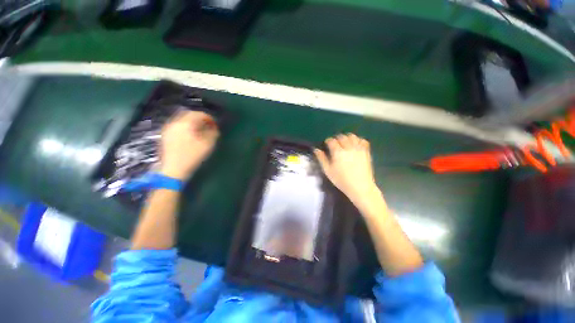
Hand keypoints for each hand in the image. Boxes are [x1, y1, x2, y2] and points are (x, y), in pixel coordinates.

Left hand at [159, 111, 218, 180]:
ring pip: (181, 119)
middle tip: (207, 126)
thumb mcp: (207, 145)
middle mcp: (175, 122)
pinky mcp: (165, 135)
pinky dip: (185, 126)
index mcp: (186, 123)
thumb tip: (214, 128)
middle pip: (188, 114)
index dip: (209, 118)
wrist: (173, 170)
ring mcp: (168, 128)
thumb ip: (213, 134)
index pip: (199, 114)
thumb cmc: (192, 156)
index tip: (215, 124)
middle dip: (199, 118)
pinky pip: (177, 125)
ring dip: (192, 122)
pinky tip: (190, 135)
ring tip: (199, 130)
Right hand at [314, 134, 378, 206]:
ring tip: (345, 143)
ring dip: (347, 137)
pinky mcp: (366, 152)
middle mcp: (348, 148)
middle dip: (337, 138)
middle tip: (335, 144)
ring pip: (352, 136)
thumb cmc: (341, 180)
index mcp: (338, 152)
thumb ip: (321, 159)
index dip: (328, 141)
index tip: (327, 144)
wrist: (360, 187)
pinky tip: (355, 145)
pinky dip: (358, 140)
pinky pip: (363, 141)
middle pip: (342, 136)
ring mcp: (358, 149)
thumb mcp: (328, 171)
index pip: (331, 140)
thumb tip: (316, 150)